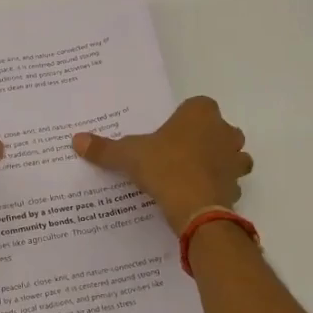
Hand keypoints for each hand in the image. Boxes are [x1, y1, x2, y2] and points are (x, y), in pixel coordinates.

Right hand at [72, 97, 252, 231]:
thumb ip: (105, 148)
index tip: (168, 133)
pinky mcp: (237, 186)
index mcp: (200, 113)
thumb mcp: (128, 155)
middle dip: (204, 138)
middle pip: (217, 129)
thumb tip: (76, 140)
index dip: (184, 118)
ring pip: (231, 155)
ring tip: (192, 175)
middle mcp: (224, 131)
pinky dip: (218, 187)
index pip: (197, 105)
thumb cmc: (164, 167)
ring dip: (218, 162)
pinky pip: (229, 182)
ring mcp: (235, 159)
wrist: (196, 207)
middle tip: (178, 153)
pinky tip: (199, 196)